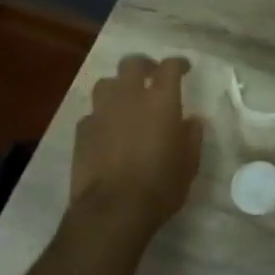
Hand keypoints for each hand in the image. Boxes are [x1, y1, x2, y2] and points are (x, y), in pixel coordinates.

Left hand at [71, 56, 203, 237]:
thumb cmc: (159, 186)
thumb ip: (192, 137)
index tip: (184, 68)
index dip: (178, 64)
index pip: (170, 67)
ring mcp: (102, 112)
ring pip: (106, 83)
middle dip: (143, 65)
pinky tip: (106, 129)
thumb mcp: (189, 164)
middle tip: (151, 75)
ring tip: (125, 100)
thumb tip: (192, 120)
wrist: (112, 210)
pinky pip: (92, 113)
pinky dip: (101, 116)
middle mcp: (130, 97)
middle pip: (132, 64)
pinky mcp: (82, 131)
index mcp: (161, 101)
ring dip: (118, 87)